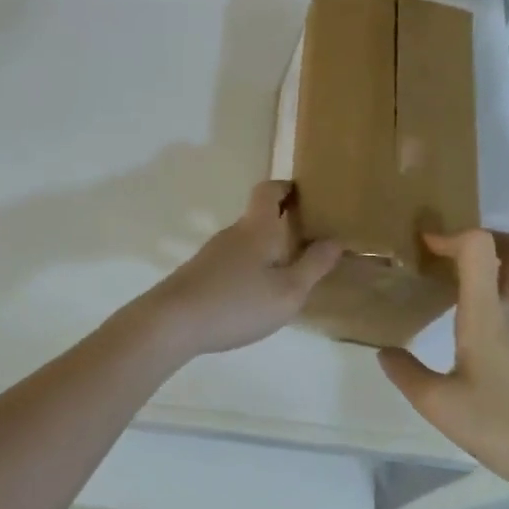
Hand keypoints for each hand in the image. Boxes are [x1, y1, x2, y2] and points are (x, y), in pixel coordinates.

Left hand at [127, 182, 341, 359]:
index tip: (308, 196)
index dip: (287, 187)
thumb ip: (313, 265)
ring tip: (291, 271)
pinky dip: (252, 266)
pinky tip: (259, 294)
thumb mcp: (287, 291)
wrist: (173, 321)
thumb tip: (335, 239)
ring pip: (247, 240)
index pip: (269, 190)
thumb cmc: (237, 303)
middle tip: (311, 240)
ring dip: (268, 247)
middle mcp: (234, 232)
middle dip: (284, 222)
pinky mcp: (201, 271)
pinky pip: (234, 260)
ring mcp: (214, 252)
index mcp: (257, 228)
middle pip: (259, 215)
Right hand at [378, 230, 508, 505]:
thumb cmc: (507, 429)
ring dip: (493, 264)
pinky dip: (499, 292)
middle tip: (447, 255)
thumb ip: (406, 374)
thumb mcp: (440, 407)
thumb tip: (385, 352)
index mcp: (490, 314)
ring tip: (453, 284)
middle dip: (483, 238)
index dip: (450, 235)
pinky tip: (473, 322)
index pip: (480, 246)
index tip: (422, 247)